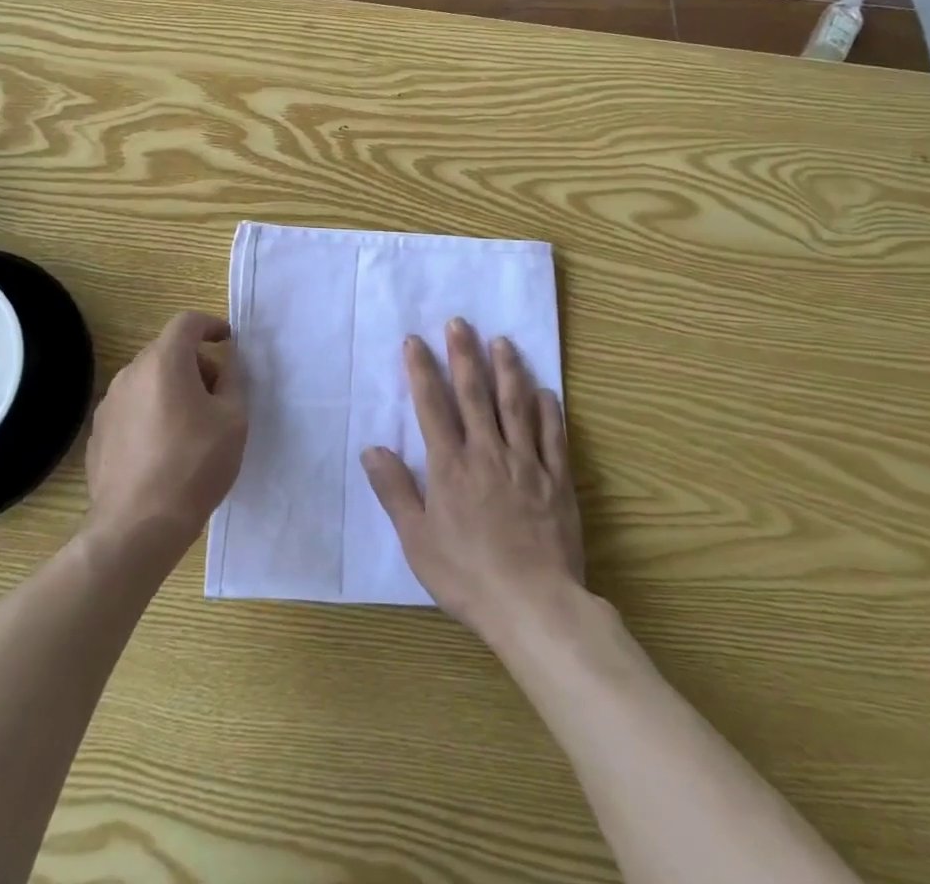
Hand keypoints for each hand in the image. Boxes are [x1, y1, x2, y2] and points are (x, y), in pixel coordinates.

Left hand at [85, 311, 247, 564]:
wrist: (137, 526)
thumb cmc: (194, 466)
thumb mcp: (233, 419)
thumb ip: (234, 380)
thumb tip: (227, 362)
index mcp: (164, 362)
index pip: (187, 322)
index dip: (211, 325)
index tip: (229, 341)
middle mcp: (130, 373)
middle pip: (167, 351)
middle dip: (196, 363)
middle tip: (219, 395)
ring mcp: (109, 404)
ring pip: (148, 380)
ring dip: (173, 388)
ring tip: (194, 426)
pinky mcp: (98, 434)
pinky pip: (132, 408)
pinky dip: (152, 412)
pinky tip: (165, 449)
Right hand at [362, 318, 583, 637]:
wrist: (534, 607)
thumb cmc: (467, 576)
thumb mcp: (417, 540)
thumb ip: (395, 490)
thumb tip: (372, 449)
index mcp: (451, 466)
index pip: (432, 406)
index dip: (422, 370)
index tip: (414, 340)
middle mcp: (488, 453)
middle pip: (475, 394)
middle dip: (464, 354)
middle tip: (460, 322)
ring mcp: (526, 464)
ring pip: (516, 405)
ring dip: (508, 370)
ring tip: (502, 341)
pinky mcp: (557, 481)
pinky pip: (554, 437)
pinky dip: (549, 410)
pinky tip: (545, 391)